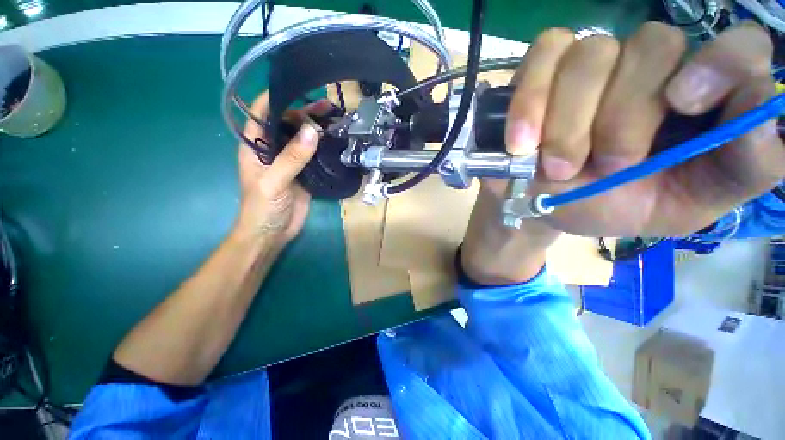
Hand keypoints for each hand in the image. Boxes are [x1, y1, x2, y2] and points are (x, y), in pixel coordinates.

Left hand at [235, 93, 328, 245]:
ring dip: (317, 130)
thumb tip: (312, 131)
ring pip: (303, 139)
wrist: (272, 234)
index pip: (261, 112)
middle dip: (305, 113)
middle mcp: (272, 149)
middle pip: (287, 123)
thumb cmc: (262, 207)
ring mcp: (289, 162)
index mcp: (255, 145)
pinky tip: (336, 143)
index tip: (300, 88)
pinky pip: (314, 156)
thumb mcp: (274, 181)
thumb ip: (292, 157)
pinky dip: (324, 148)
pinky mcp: (303, 173)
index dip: (277, 97)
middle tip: (328, 107)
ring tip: (336, 121)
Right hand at [505, 21, 784, 236]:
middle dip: (623, 116)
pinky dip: (530, 102)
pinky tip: (522, 142)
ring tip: (556, 166)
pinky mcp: (541, 69)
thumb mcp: (687, 205)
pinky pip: (543, 54)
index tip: (685, 104)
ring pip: (591, 54)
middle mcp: (650, 66)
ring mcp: (591, 62)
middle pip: (654, 45)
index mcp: (698, 98)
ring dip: (569, 123)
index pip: (738, 46)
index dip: (722, 63)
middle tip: (602, 166)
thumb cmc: (611, 206)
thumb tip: (765, 118)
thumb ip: (741, 170)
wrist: (543, 206)